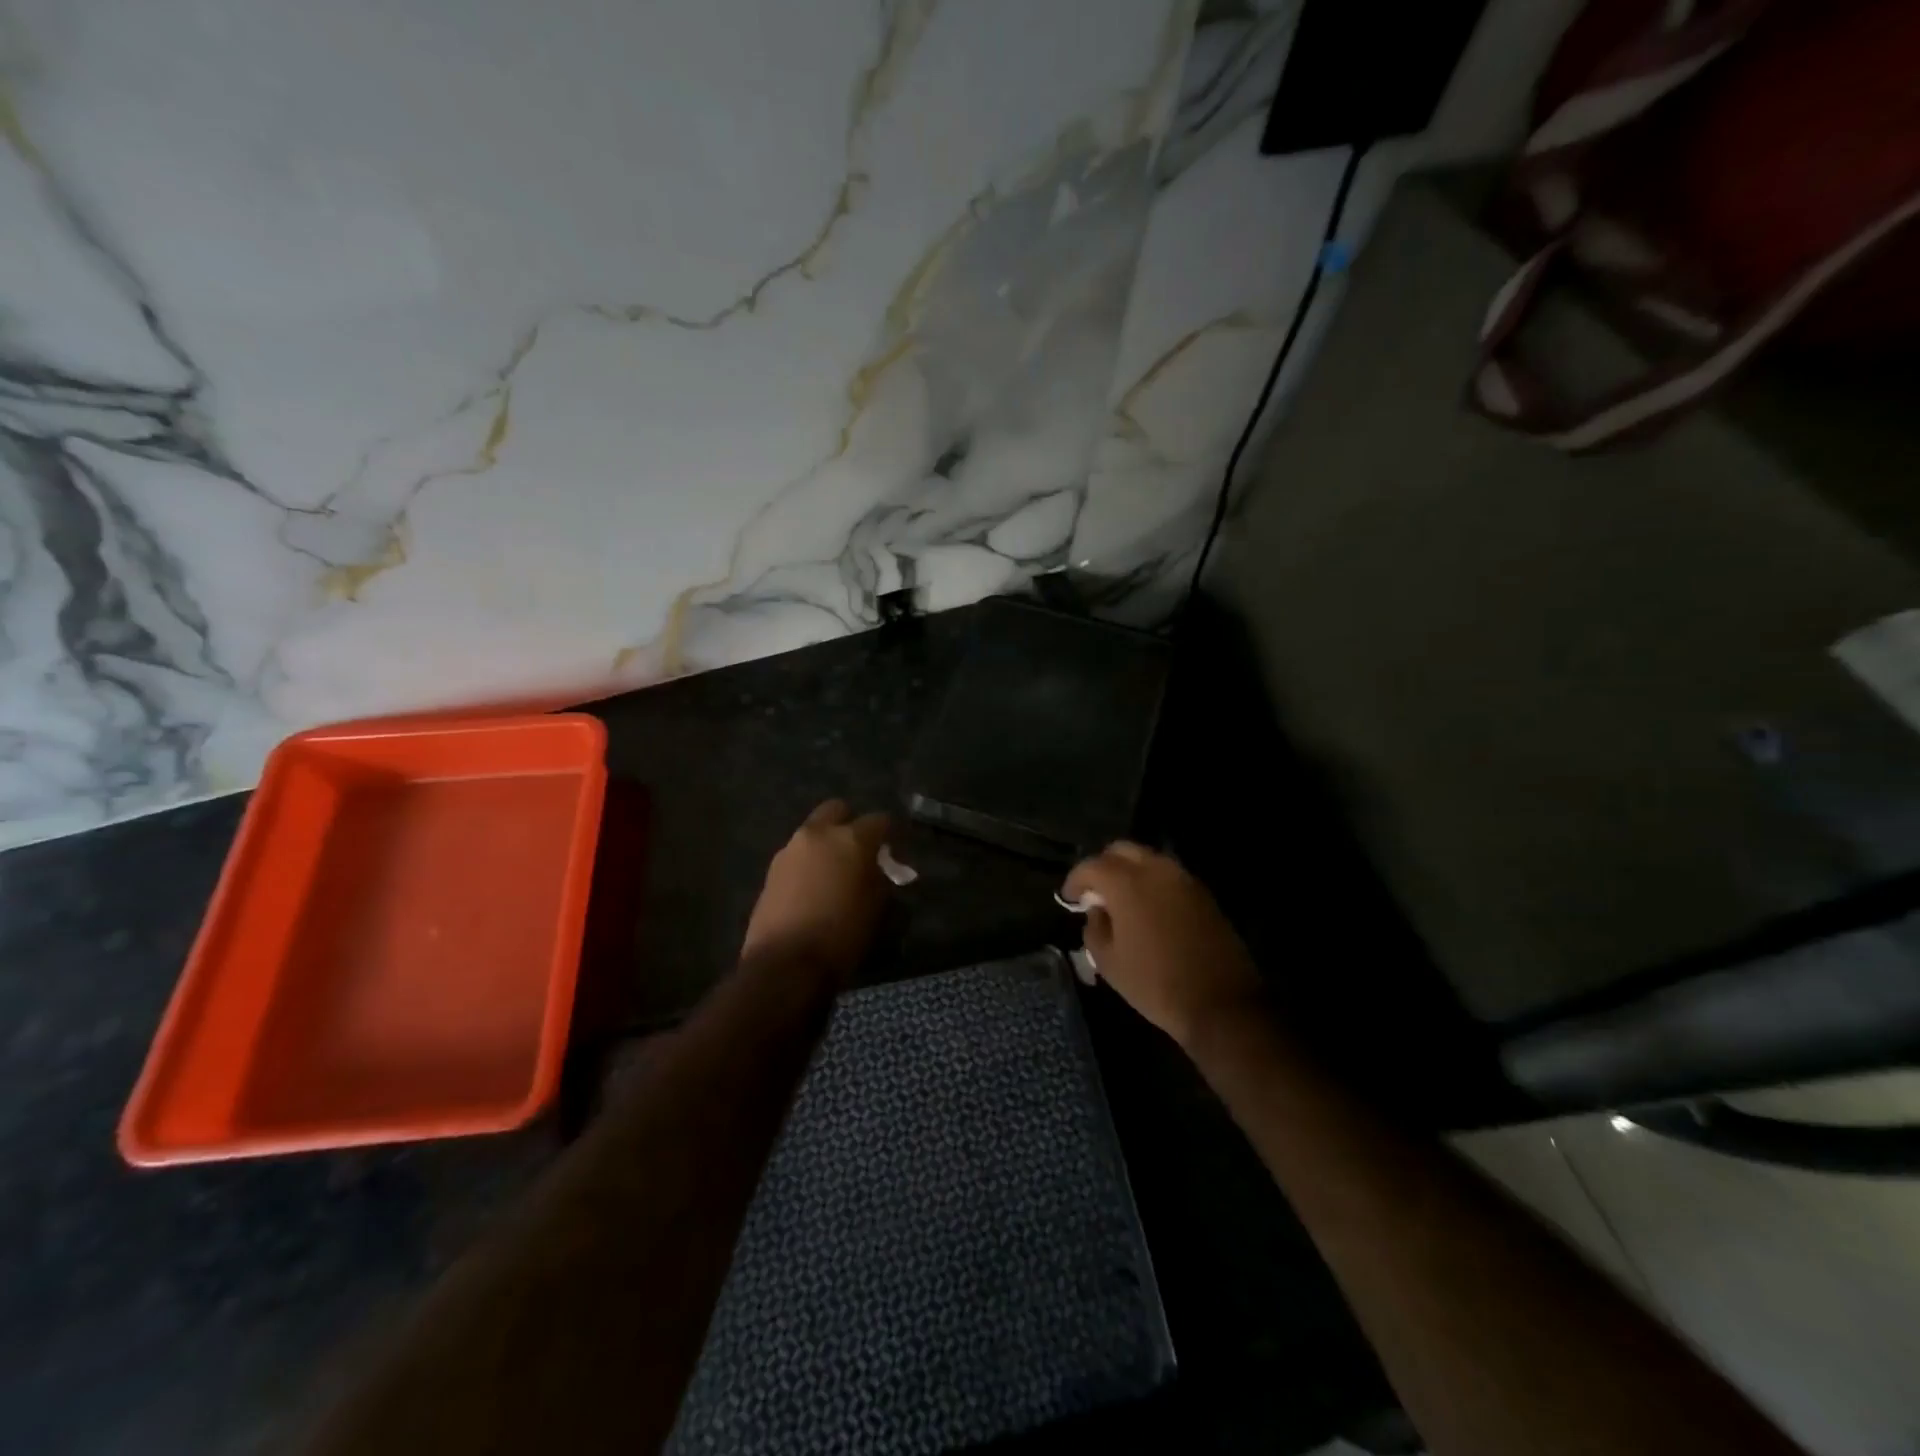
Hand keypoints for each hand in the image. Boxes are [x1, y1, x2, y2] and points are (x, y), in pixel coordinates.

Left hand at [743, 800, 892, 977]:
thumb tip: (881, 868)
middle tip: (860, 850)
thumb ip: (881, 878)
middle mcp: (818, 834)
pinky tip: (814, 889)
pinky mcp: (771, 871)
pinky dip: (809, 864)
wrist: (786, 964)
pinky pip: (797, 856)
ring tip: (835, 874)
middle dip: (850, 823)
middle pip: (837, 810)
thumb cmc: (842, 935)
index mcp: (851, 839)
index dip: (890, 834)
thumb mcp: (877, 907)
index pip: (879, 820)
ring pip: (813, 833)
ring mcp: (789, 850)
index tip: (895, 851)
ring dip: (826, 845)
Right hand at [1062, 842, 1262, 1048]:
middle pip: (1121, 850)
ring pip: (1148, 859)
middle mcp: (1156, 870)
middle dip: (1103, 866)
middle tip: (1096, 892)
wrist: (1220, 1002)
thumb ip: (1094, 927)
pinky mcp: (1203, 894)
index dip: (1075, 880)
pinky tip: (1148, 910)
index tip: (1069, 898)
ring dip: (1130, 872)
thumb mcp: (1108, 962)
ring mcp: (1183, 879)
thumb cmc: (1155, 983)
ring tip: (1122, 901)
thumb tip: (1097, 910)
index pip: (1091, 865)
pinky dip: (1152, 884)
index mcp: (1127, 883)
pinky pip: (1168, 876)